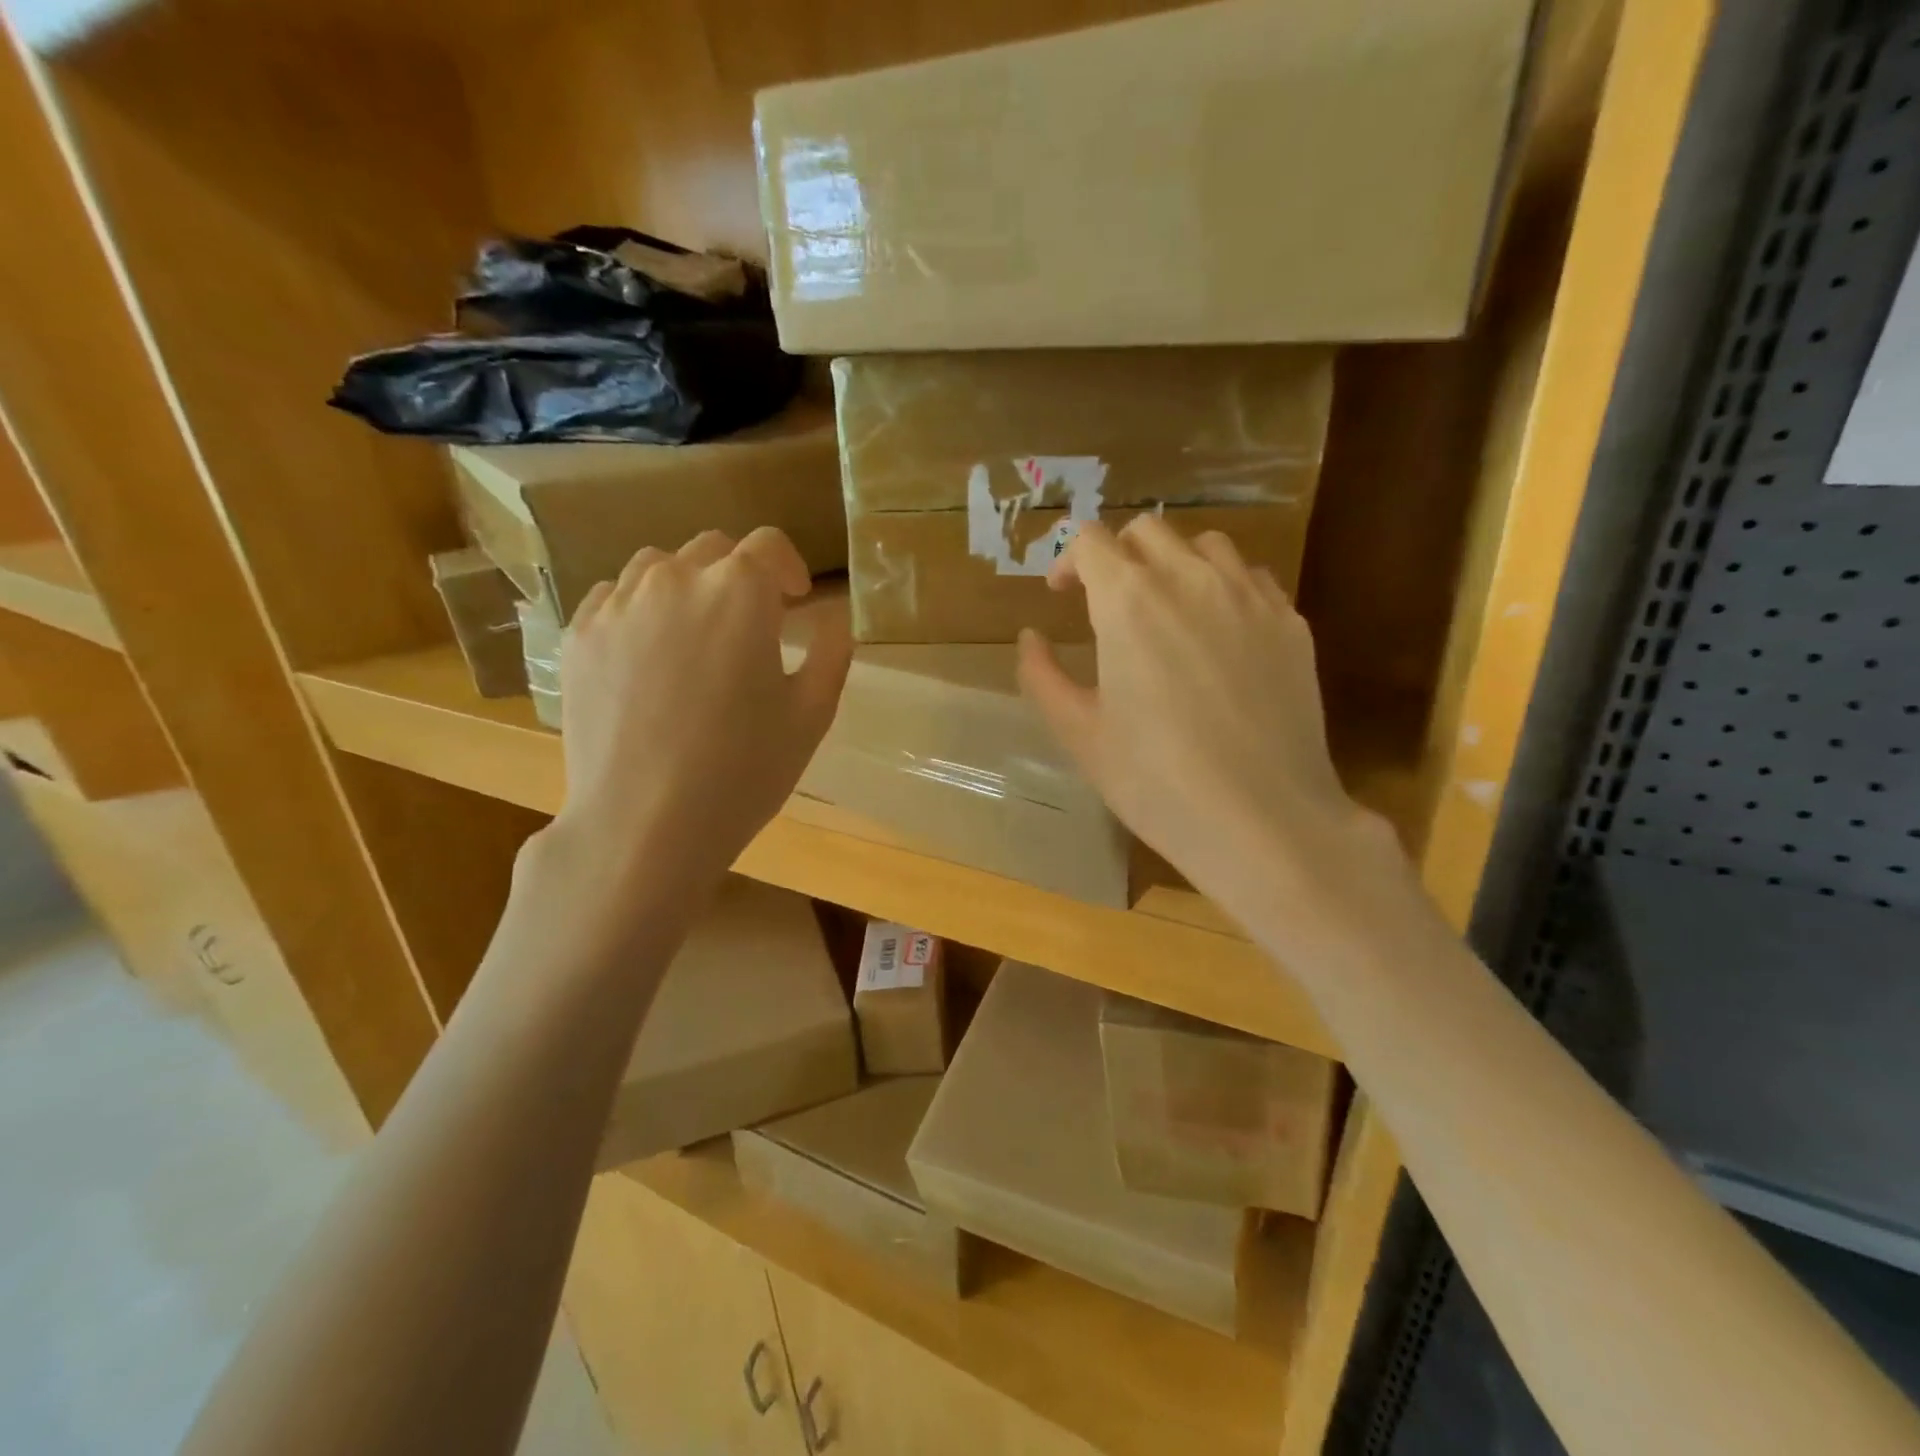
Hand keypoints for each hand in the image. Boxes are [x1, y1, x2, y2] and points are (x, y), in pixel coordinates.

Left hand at [549, 527, 850, 892]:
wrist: (644, 824)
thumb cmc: (742, 771)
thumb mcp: (811, 716)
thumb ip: (830, 653)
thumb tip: (834, 620)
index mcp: (739, 592)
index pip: (768, 545)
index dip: (788, 568)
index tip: (796, 601)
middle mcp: (674, 580)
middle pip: (713, 550)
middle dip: (740, 576)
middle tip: (751, 625)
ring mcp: (617, 605)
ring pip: (657, 567)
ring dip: (687, 585)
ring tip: (695, 633)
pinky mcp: (579, 637)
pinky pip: (612, 598)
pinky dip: (638, 609)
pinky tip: (646, 654)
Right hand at [1017, 517, 1400, 919]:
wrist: (1262, 819)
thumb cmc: (1156, 781)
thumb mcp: (1081, 735)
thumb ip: (1043, 677)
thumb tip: (1030, 638)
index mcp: (1128, 602)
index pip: (1091, 541)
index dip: (1068, 560)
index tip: (1062, 594)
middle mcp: (1190, 580)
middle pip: (1148, 531)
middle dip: (1118, 555)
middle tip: (1109, 602)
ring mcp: (1249, 596)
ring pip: (1205, 545)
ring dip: (1175, 563)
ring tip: (1168, 610)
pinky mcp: (1291, 623)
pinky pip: (1252, 578)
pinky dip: (1224, 587)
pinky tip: (1220, 633)